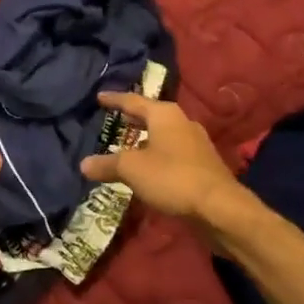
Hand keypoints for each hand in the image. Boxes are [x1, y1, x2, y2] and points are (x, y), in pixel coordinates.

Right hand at [80, 93, 238, 222]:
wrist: (219, 207)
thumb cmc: (172, 177)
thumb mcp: (132, 169)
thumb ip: (107, 164)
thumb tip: (83, 164)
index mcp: (164, 115)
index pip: (133, 101)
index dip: (114, 100)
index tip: (99, 97)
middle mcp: (182, 122)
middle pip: (152, 115)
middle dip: (133, 118)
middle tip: (116, 118)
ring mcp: (195, 144)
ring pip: (164, 135)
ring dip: (146, 138)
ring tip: (129, 144)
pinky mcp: (202, 165)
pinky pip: (173, 152)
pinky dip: (157, 154)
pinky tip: (149, 167)